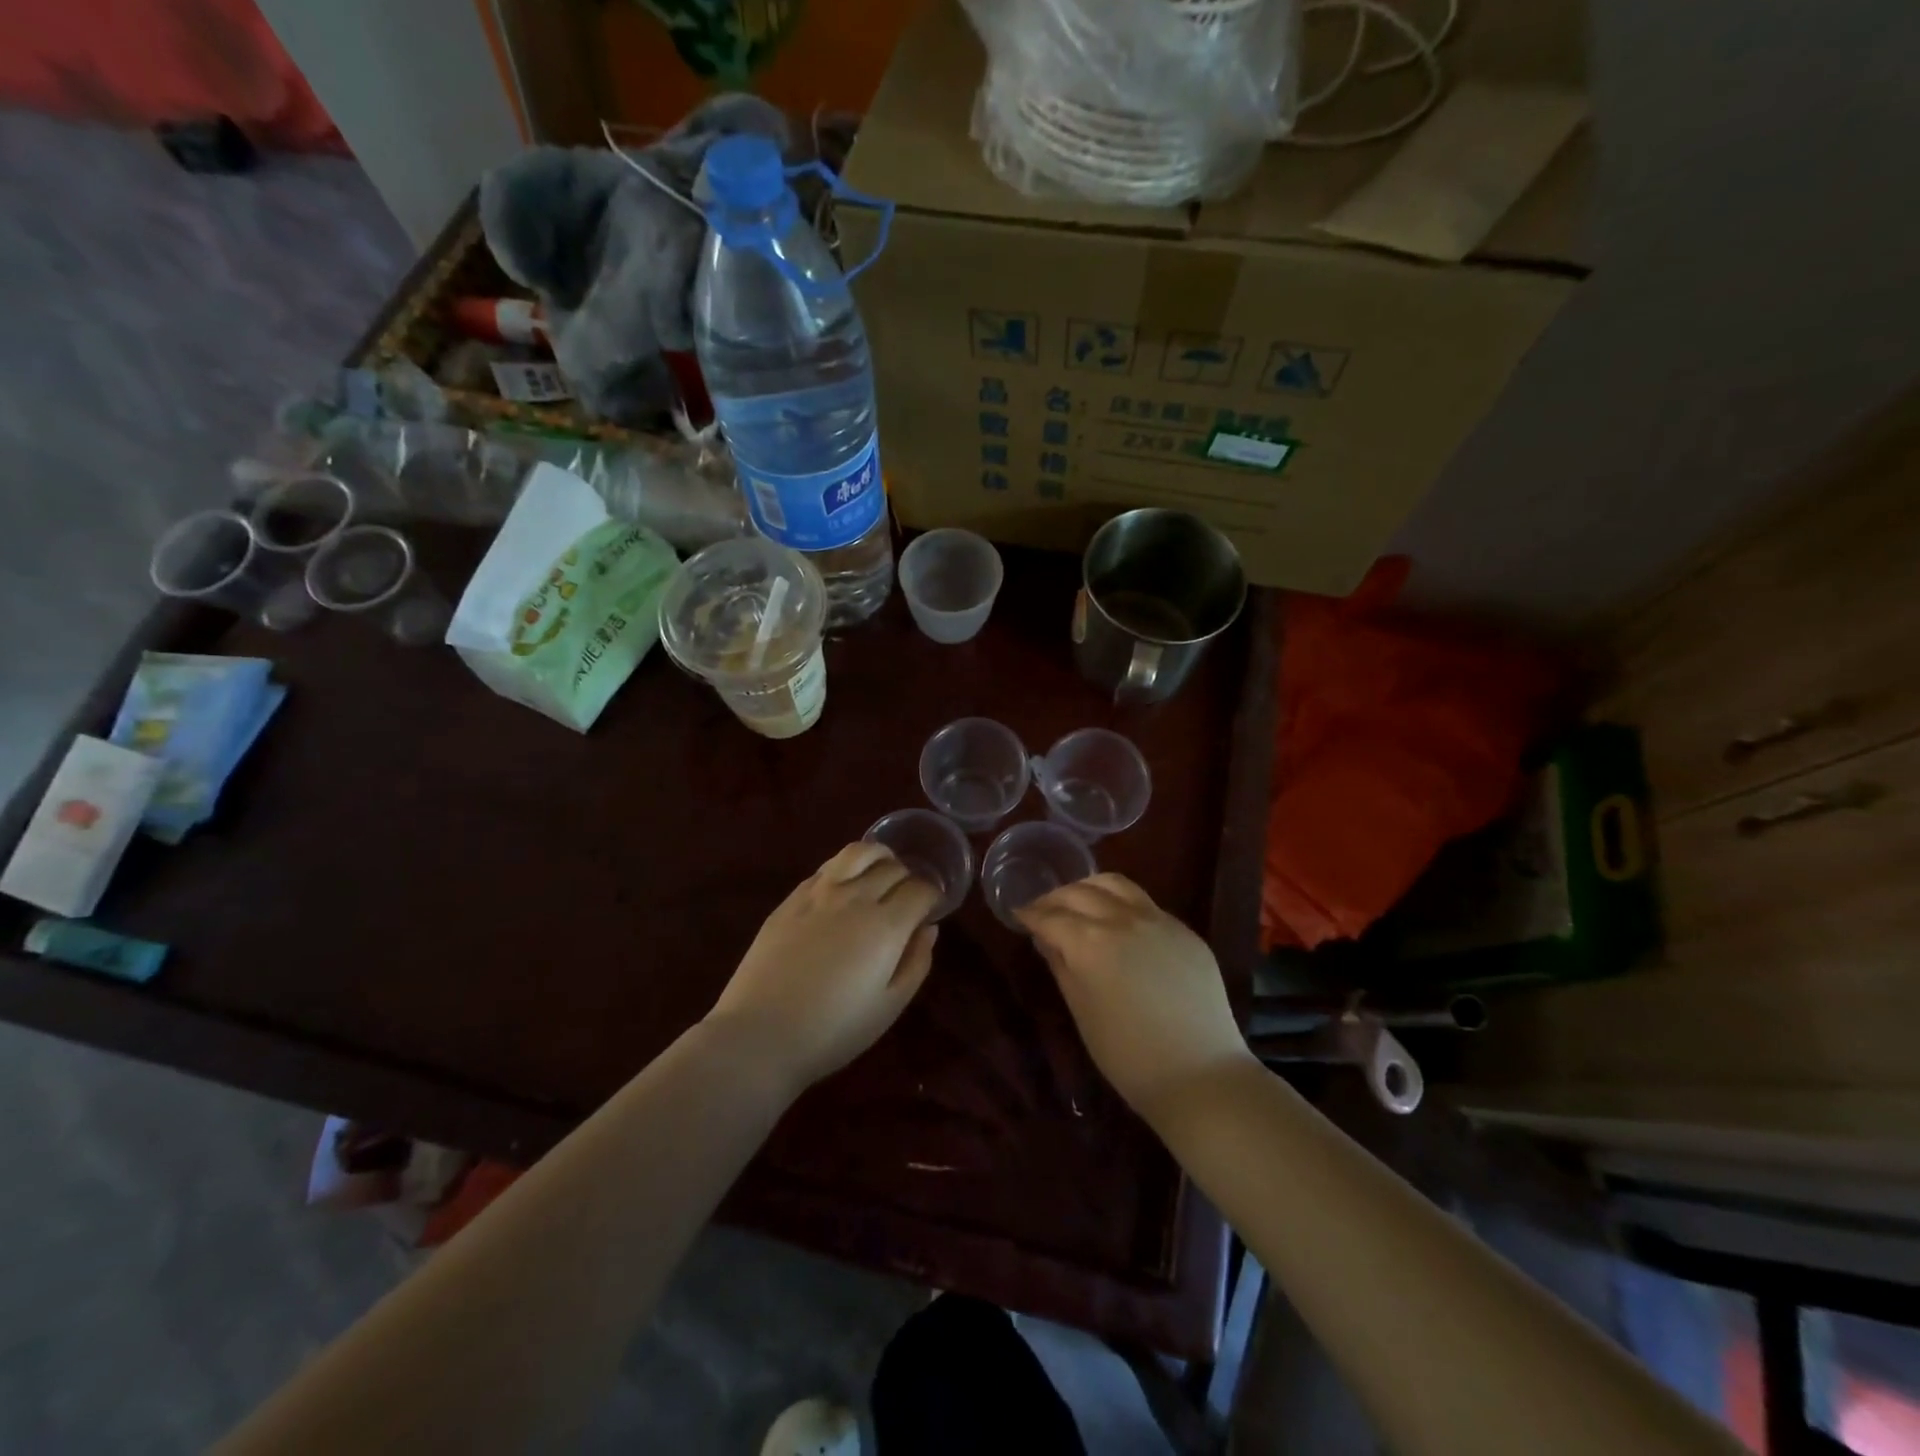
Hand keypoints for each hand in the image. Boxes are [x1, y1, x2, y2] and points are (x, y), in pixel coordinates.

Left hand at [705, 842, 939, 1092]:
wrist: (760, 1035)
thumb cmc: (832, 1031)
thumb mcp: (889, 1007)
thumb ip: (916, 963)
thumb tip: (928, 929)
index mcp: (885, 926)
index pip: (921, 890)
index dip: (932, 896)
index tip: (930, 910)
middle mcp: (855, 898)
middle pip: (893, 868)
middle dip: (909, 878)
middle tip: (908, 899)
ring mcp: (819, 893)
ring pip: (859, 852)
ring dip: (879, 857)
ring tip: (882, 871)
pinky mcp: (791, 898)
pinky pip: (827, 867)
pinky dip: (846, 868)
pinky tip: (845, 886)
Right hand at [1017, 874, 1251, 1121]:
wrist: (1200, 1075)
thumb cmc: (1128, 1055)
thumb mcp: (1081, 1011)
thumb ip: (1061, 965)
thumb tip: (1047, 938)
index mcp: (1090, 942)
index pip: (1051, 916)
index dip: (1030, 915)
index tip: (1019, 916)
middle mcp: (1123, 919)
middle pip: (1080, 892)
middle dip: (1056, 898)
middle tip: (1043, 910)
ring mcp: (1158, 920)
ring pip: (1115, 884)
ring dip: (1089, 888)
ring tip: (1079, 902)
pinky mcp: (1184, 930)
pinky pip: (1145, 903)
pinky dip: (1121, 903)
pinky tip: (1118, 922)